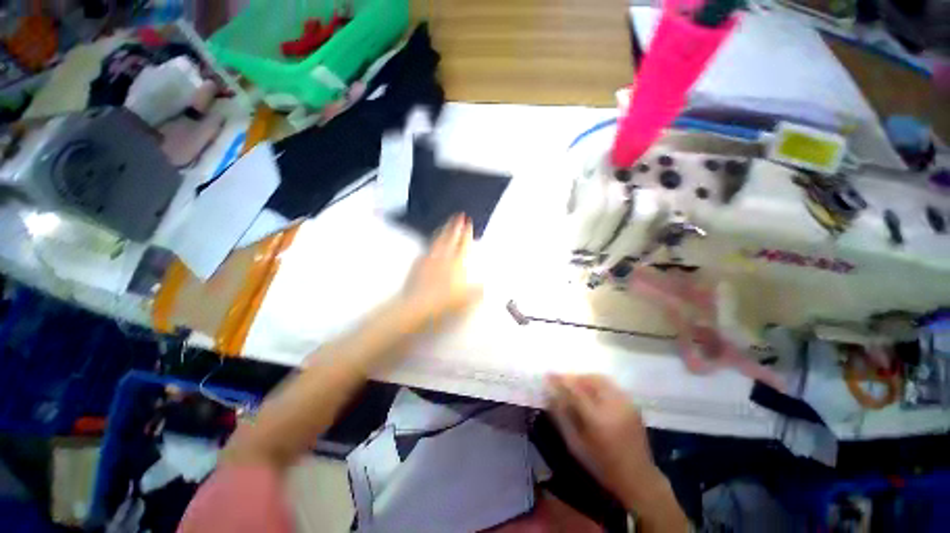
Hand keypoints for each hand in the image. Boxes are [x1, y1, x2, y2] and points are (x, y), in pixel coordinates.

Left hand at [403, 214, 482, 324]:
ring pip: (438, 242)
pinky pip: (426, 252)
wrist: (420, 305)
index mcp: (457, 264)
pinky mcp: (418, 265)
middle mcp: (444, 258)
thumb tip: (484, 286)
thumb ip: (477, 291)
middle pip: (450, 238)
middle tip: (458, 215)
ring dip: (443, 232)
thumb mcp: (467, 298)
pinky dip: (429, 247)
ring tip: (446, 225)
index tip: (468, 223)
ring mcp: (430, 260)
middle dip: (455, 226)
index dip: (467, 233)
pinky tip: (429, 248)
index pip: (464, 245)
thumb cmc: (445, 301)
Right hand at [547, 375, 687, 530]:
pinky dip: (596, 383)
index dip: (560, 380)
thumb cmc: (602, 465)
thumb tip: (550, 394)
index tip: (548, 375)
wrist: (639, 478)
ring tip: (574, 384)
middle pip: (589, 379)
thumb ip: (562, 416)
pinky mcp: (632, 403)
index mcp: (598, 419)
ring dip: (584, 378)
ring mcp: (626, 403)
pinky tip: (590, 391)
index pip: (575, 390)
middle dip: (573, 377)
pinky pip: (610, 385)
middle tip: (561, 380)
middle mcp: (614, 405)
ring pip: (600, 378)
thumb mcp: (575, 444)